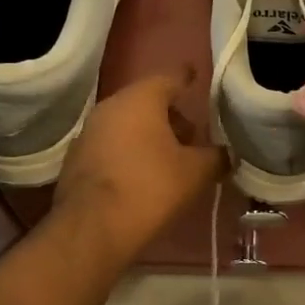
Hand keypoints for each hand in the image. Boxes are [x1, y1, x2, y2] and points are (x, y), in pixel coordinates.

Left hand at [53, 68, 222, 260]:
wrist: (92, 229)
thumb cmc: (149, 188)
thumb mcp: (195, 173)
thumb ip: (216, 157)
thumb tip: (227, 154)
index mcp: (140, 99)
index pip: (170, 77)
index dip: (186, 78)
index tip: (196, 75)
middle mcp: (110, 106)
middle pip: (147, 102)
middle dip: (171, 115)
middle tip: (192, 135)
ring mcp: (89, 132)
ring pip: (127, 124)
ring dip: (149, 135)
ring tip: (171, 158)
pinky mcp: (77, 159)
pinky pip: (111, 145)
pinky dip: (129, 152)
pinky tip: (143, 175)